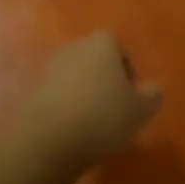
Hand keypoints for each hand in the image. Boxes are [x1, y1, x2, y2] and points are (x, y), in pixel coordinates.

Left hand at [22, 31, 162, 166]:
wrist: (46, 140)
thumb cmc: (102, 117)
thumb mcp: (140, 110)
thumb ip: (152, 95)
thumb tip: (152, 88)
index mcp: (102, 43)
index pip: (119, 45)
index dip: (127, 68)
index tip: (131, 94)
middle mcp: (74, 47)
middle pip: (95, 59)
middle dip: (105, 80)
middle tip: (115, 109)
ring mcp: (50, 68)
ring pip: (75, 77)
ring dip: (84, 94)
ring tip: (93, 124)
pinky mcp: (32, 91)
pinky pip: (57, 95)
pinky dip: (66, 107)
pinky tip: (72, 131)